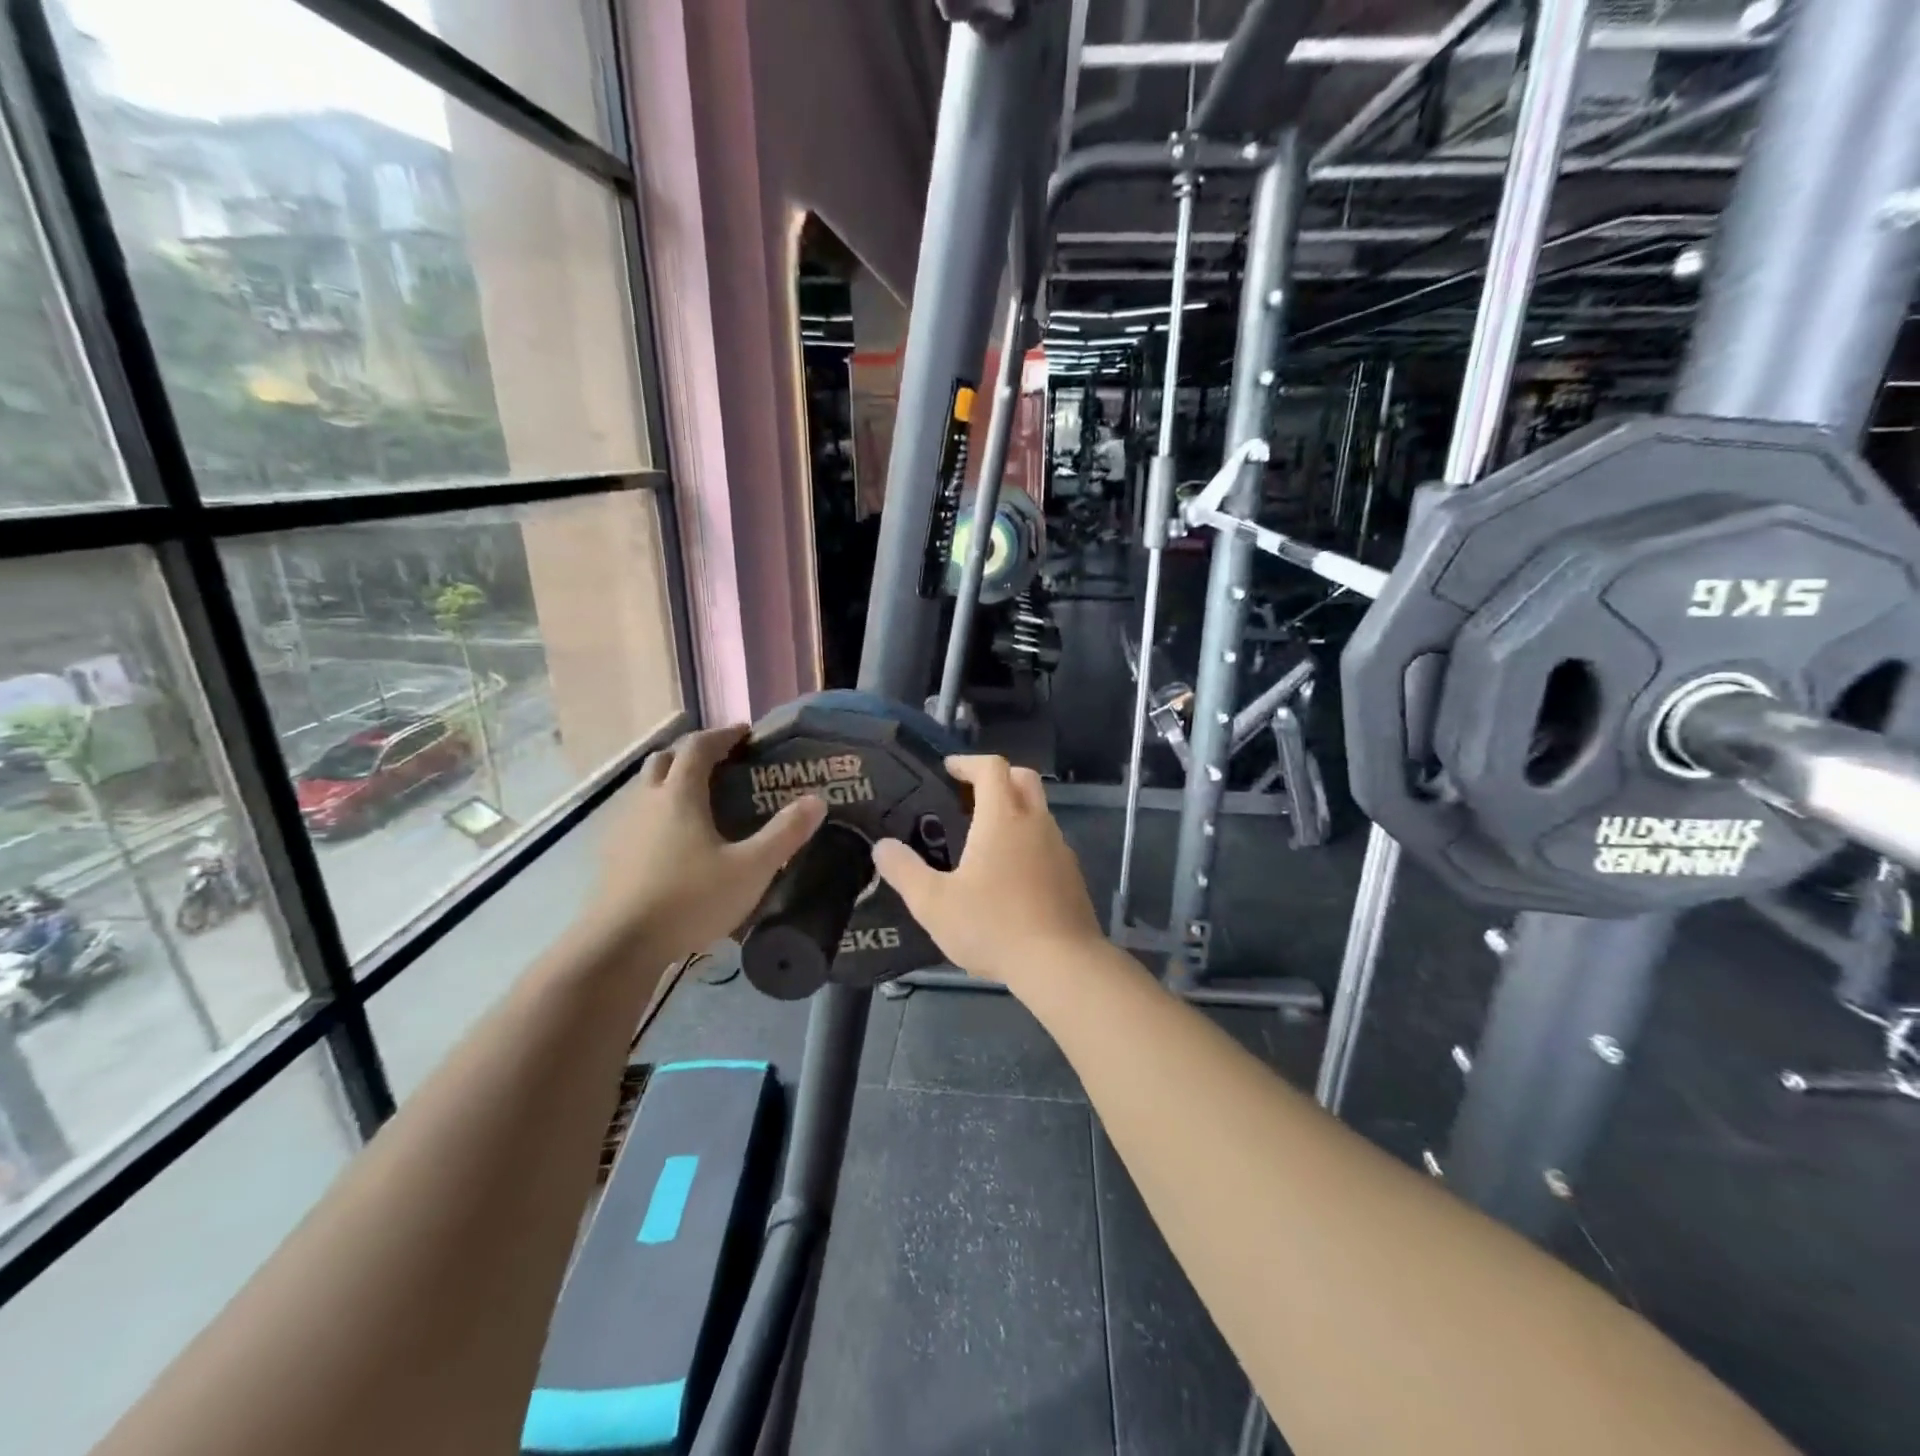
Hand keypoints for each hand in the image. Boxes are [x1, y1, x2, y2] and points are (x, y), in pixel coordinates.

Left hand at [589, 725, 825, 961]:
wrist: (619, 946)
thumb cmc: (690, 900)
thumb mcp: (751, 869)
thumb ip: (785, 834)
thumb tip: (817, 800)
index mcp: (680, 795)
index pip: (698, 747)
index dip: (722, 735)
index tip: (745, 733)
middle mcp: (646, 801)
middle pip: (665, 759)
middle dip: (692, 753)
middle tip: (720, 762)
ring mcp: (622, 828)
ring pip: (646, 788)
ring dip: (671, 781)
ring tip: (698, 800)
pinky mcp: (611, 856)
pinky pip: (636, 817)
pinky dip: (657, 812)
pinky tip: (672, 841)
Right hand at [872, 755, 1102, 989]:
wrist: (1062, 964)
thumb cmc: (994, 926)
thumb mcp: (934, 904)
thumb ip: (905, 871)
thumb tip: (882, 847)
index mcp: (1003, 818)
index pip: (992, 768)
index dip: (968, 762)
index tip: (948, 770)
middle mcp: (1036, 823)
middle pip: (1023, 778)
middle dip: (996, 777)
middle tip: (968, 796)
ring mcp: (1060, 848)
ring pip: (1038, 811)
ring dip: (1014, 810)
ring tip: (983, 839)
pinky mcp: (1072, 874)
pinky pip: (1048, 842)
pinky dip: (1028, 841)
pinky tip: (1010, 875)